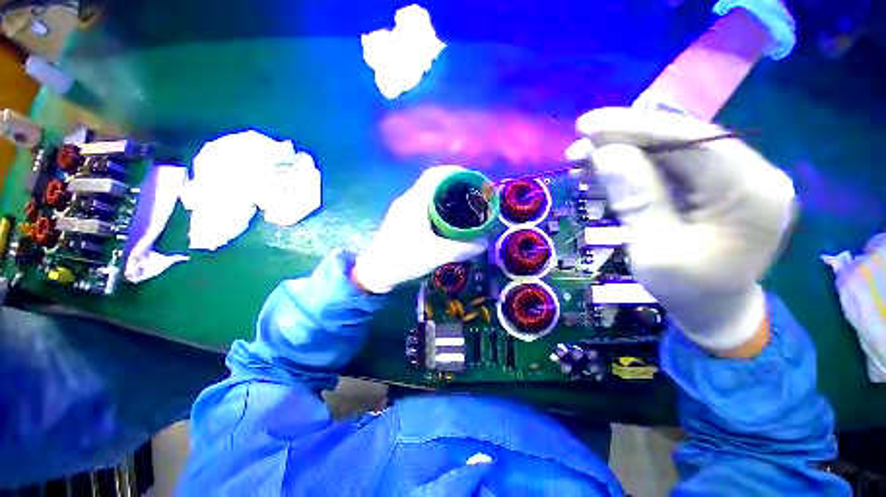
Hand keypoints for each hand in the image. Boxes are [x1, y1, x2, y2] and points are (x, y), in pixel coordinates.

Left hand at [352, 166, 487, 293]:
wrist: (377, 271)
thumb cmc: (406, 259)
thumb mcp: (438, 255)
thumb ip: (463, 248)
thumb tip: (485, 242)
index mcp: (415, 202)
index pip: (434, 174)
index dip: (453, 171)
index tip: (470, 178)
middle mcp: (407, 200)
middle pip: (431, 181)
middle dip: (451, 183)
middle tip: (470, 193)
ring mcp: (401, 208)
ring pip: (425, 192)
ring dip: (442, 193)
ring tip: (460, 203)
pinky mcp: (399, 217)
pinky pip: (420, 202)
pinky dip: (434, 203)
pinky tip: (443, 216)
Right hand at [575, 107, 795, 354]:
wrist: (713, 312)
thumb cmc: (688, 291)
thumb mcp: (655, 251)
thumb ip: (636, 200)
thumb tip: (606, 154)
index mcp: (752, 191)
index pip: (694, 140)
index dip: (638, 128)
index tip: (589, 126)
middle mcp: (749, 174)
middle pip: (680, 141)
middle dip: (623, 140)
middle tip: (578, 145)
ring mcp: (730, 178)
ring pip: (669, 152)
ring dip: (621, 154)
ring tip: (580, 161)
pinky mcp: (710, 186)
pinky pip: (667, 168)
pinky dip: (630, 168)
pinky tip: (598, 173)